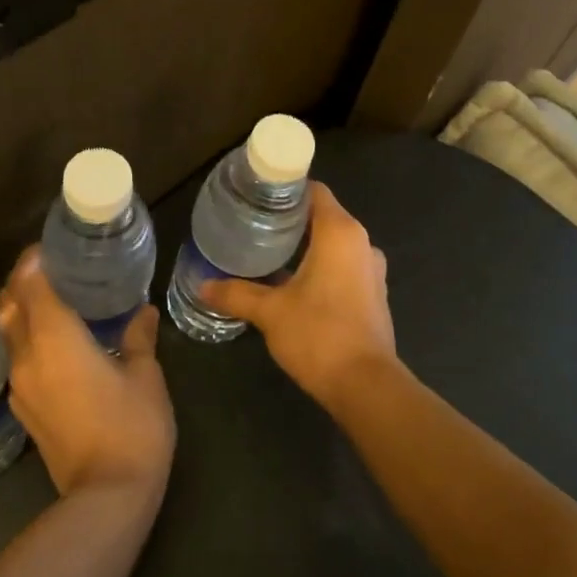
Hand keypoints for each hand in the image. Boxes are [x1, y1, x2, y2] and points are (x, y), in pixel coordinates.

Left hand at [0, 248, 175, 499]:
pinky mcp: (23, 411)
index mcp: (55, 338)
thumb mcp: (145, 376)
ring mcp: (20, 387)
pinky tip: (54, 346)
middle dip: (23, 282)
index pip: (30, 284)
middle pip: (8, 305)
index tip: (51, 247)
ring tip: (54, 304)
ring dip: (21, 312)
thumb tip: (143, 311)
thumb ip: (139, 338)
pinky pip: (15, 360)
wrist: (107, 496)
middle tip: (54, 271)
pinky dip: (26, 341)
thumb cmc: (132, 426)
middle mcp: (27, 357)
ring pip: (7, 334)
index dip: (35, 260)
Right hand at [198, 181, 398, 407]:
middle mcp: (362, 243)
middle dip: (290, 219)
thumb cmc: (319, 335)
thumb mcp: (270, 312)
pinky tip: (293, 282)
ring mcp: (372, 270)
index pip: (314, 191)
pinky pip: (344, 266)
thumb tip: (202, 285)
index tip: (257, 196)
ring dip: (306, 245)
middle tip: (253, 225)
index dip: (286, 190)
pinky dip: (321, 266)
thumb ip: (236, 294)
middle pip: (323, 216)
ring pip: (334, 243)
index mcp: (340, 233)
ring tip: (269, 252)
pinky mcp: (374, 294)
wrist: (366, 386)